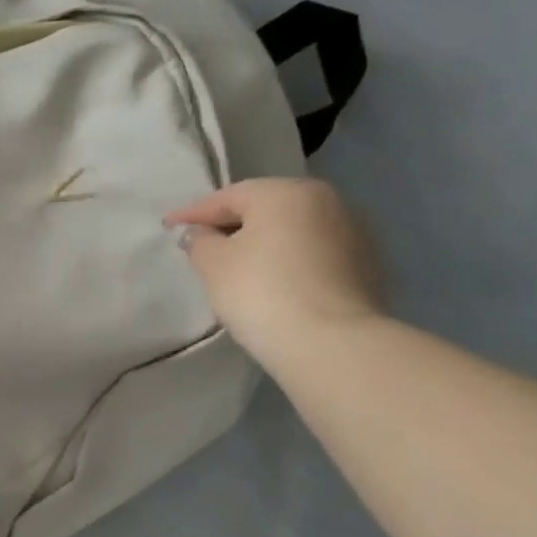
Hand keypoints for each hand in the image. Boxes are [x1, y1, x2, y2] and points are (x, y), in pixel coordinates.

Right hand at [165, 178, 384, 369]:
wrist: (331, 343)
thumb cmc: (261, 291)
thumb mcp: (213, 264)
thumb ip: (199, 240)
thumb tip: (199, 233)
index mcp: (286, 192)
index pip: (228, 197)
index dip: (193, 213)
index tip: (168, 226)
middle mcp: (327, 201)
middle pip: (266, 208)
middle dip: (233, 224)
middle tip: (204, 242)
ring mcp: (355, 233)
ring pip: (294, 230)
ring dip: (266, 242)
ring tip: (240, 265)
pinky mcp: (368, 266)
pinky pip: (315, 255)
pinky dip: (291, 261)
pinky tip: (275, 282)